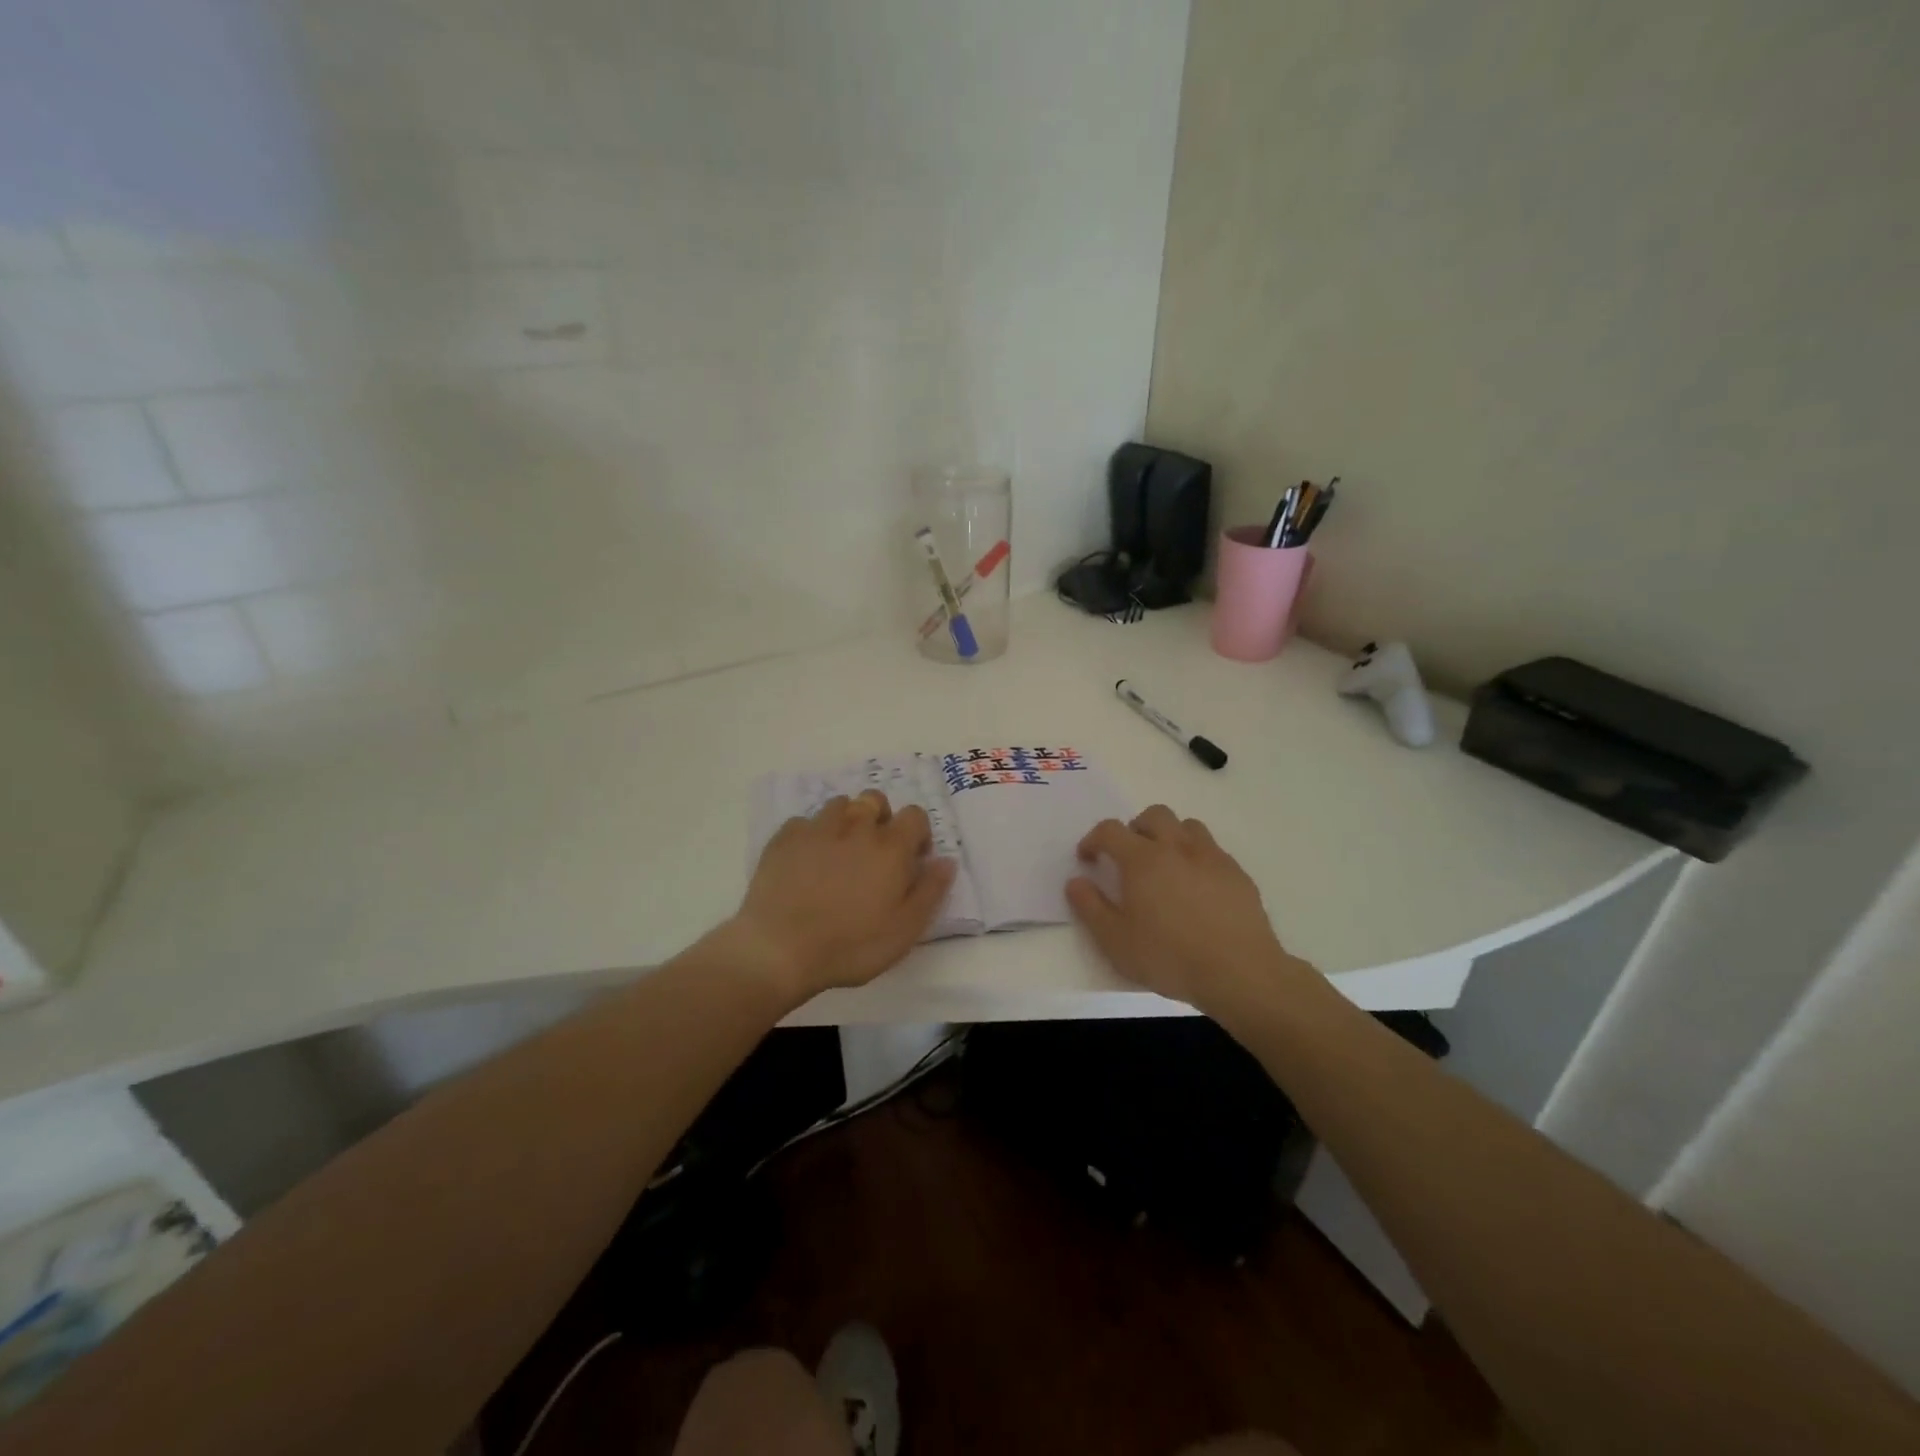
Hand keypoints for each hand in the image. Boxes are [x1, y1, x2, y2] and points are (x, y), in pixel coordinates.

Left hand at [731, 790, 956, 1002]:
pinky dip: (812, 835)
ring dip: (847, 822)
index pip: (915, 815)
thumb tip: (946, 861)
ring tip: (840, 854)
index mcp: (890, 847)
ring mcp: (817, 828)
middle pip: (875, 799)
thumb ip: (930, 891)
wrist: (779, 949)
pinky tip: (806, 862)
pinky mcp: (784, 838)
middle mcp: (856, 827)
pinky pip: (805, 822)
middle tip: (875, 853)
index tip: (912, 860)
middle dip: (881, 818)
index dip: (917, 834)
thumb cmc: (851, 945)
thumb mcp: (905, 930)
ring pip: (840, 805)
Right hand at [1066, 805, 1302, 1011]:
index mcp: (1142, 860)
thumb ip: (1090, 907)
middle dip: (1135, 828)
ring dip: (1169, 836)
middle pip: (1153, 815)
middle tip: (1129, 857)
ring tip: (1164, 865)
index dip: (1093, 839)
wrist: (1239, 973)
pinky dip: (1196, 856)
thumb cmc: (1169, 957)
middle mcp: (1177, 847)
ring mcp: (1211, 857)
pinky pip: (1212, 849)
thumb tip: (1075, 882)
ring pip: (1187, 826)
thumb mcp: (1115, 941)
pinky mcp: (1237, 873)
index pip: (1110, 830)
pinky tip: (1196, 886)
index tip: (1088, 859)